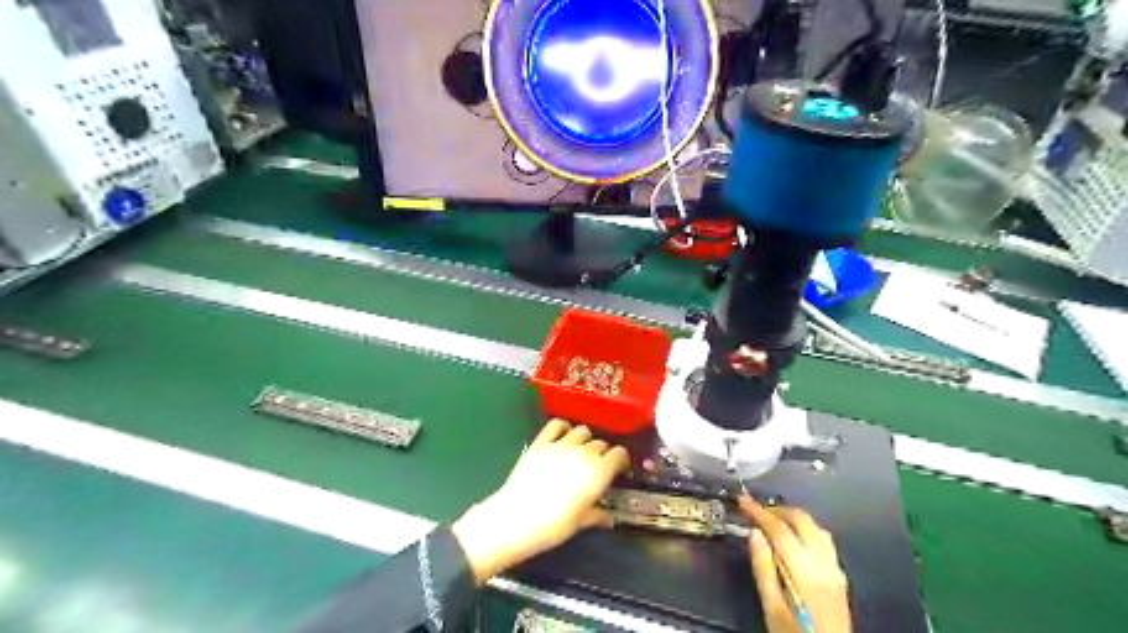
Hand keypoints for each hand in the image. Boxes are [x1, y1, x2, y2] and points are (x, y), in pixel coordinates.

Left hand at [450, 420, 629, 583]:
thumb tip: (609, 518)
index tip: (618, 470)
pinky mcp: (541, 442)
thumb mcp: (581, 523)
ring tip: (580, 451)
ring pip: (582, 430)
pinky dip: (563, 427)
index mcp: (599, 472)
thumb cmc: (554, 526)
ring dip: (585, 440)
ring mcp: (561, 444)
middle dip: (602, 453)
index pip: (619, 454)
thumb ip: (598, 515)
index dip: (621, 461)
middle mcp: (584, 453)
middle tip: (596, 467)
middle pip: (601, 444)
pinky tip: (563, 436)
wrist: (517, 518)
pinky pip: (557, 424)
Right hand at [748, 497, 850, 632]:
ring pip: (816, 527)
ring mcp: (836, 570)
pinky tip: (795, 539)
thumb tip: (754, 534)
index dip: (759, 512)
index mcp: (805, 572)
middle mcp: (824, 564)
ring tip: (773, 522)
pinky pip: (824, 541)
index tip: (743, 500)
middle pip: (802, 521)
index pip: (780, 530)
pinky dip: (807, 530)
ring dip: (794, 518)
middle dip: (777, 510)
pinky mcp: (840, 577)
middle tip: (756, 511)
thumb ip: (763, 568)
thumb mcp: (771, 606)